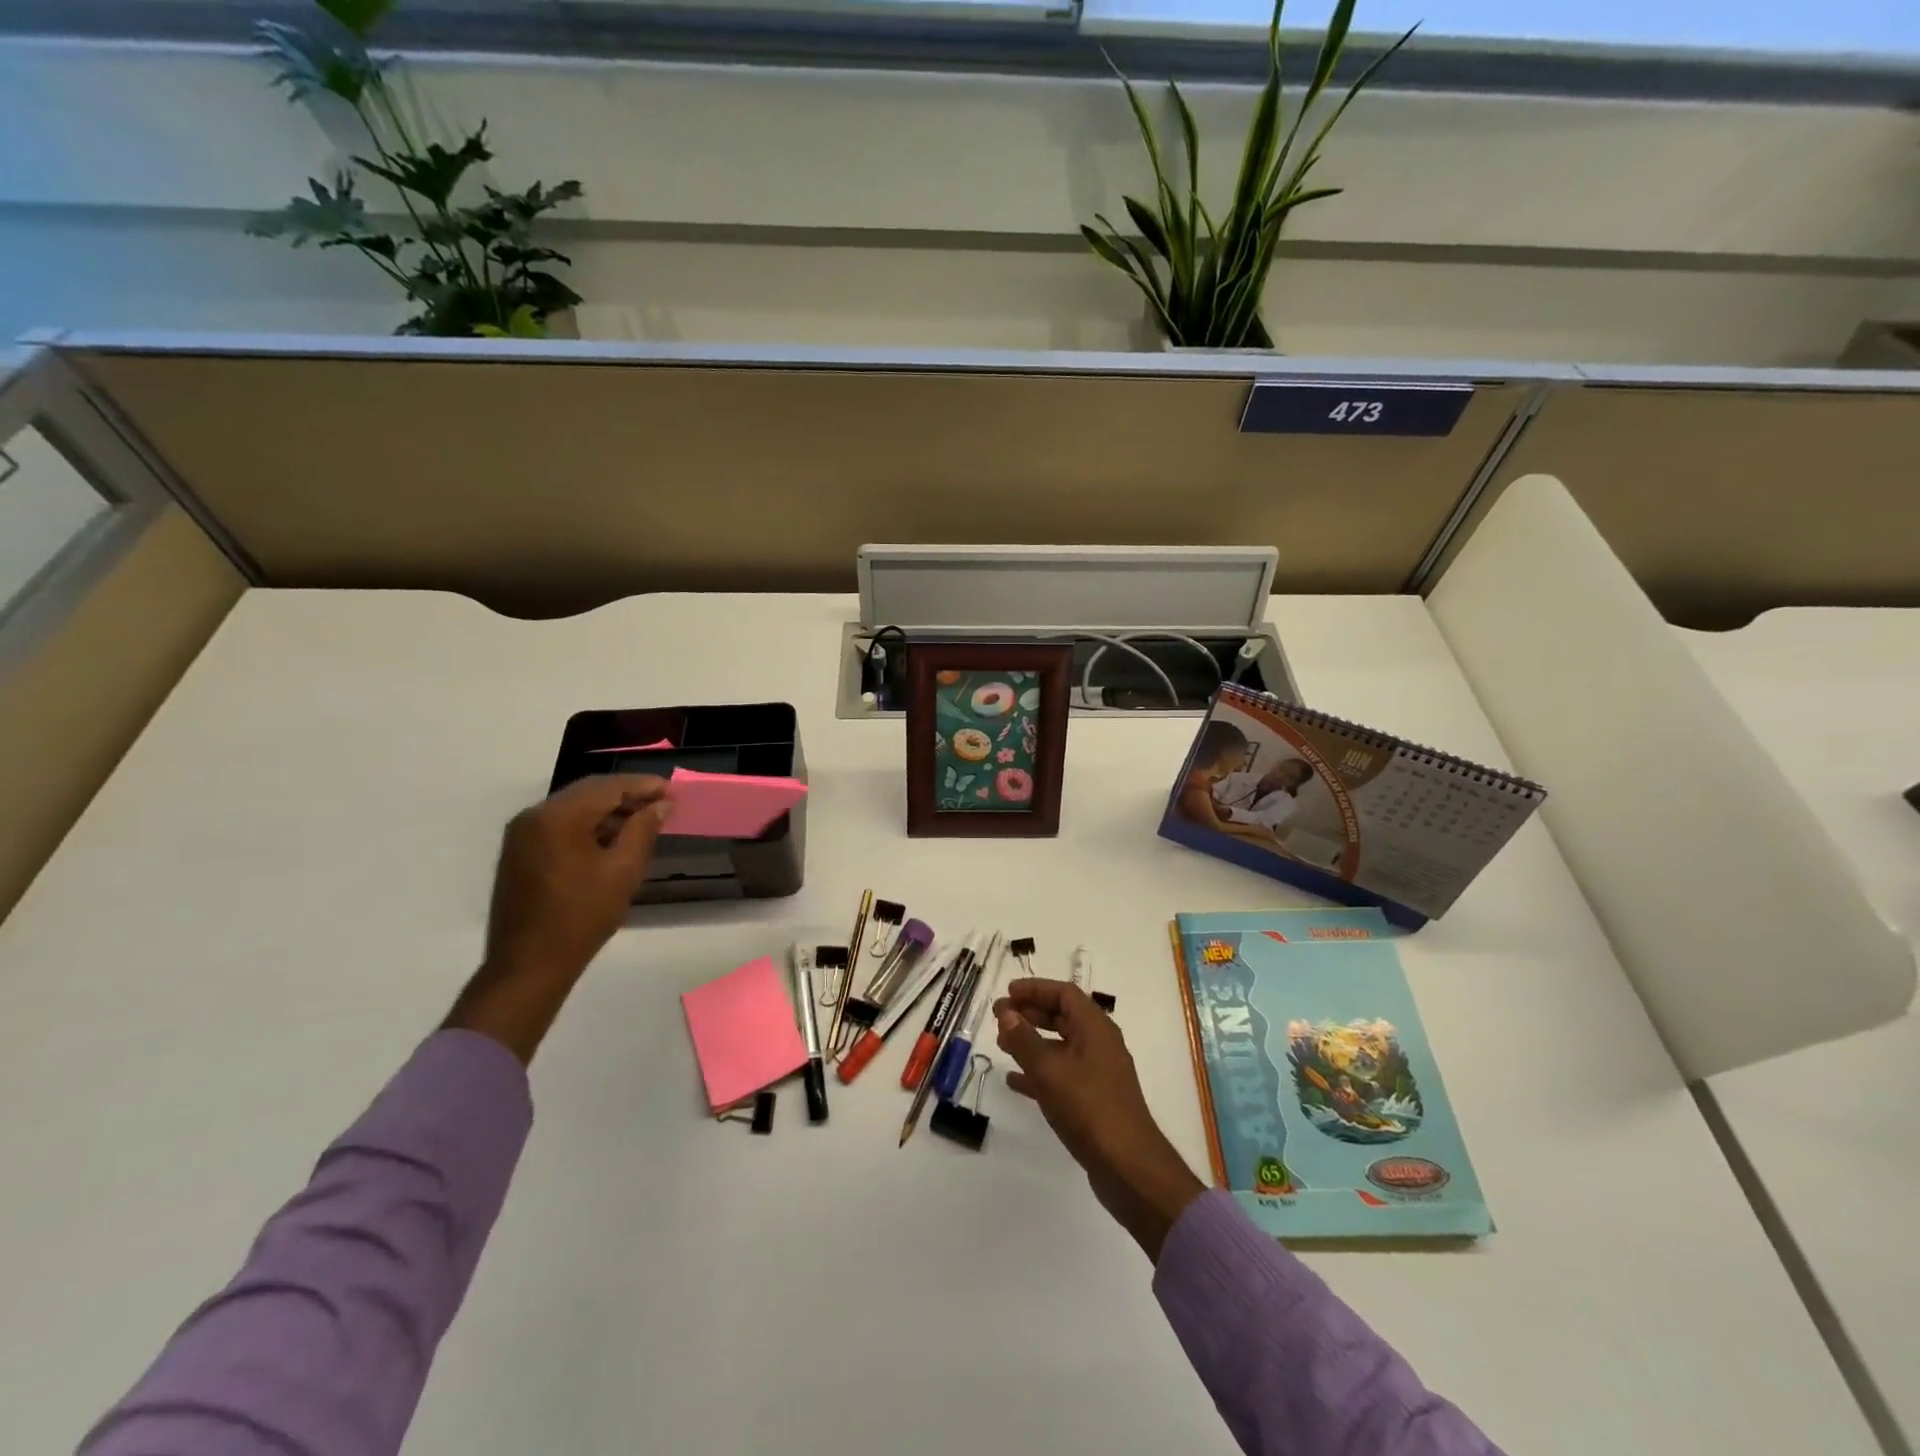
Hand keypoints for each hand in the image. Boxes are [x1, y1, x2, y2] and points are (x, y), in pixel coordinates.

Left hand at [446, 775, 673, 1062]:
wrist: (528, 965)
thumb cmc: (582, 916)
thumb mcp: (623, 871)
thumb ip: (644, 830)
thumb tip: (662, 805)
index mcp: (558, 816)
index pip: (608, 787)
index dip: (644, 786)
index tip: (673, 791)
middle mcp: (534, 816)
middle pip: (588, 792)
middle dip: (627, 795)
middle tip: (663, 803)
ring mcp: (522, 834)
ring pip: (574, 808)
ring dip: (608, 811)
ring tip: (644, 820)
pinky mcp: (519, 852)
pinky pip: (559, 825)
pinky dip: (588, 825)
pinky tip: (613, 838)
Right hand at [994, 979, 1204, 1261]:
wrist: (1128, 1167)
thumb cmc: (1089, 1109)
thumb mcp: (1050, 1072)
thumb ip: (1025, 1040)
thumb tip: (1006, 1013)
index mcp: (1096, 1028)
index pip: (1064, 994)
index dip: (1035, 989)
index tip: (1008, 993)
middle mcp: (1099, 1044)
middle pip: (1063, 1017)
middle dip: (1031, 1013)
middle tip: (999, 1016)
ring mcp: (1098, 1073)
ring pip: (1060, 1046)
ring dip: (1032, 1041)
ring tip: (1002, 1043)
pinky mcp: (1093, 1100)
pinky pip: (1061, 1074)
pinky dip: (1038, 1071)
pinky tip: (1014, 1081)